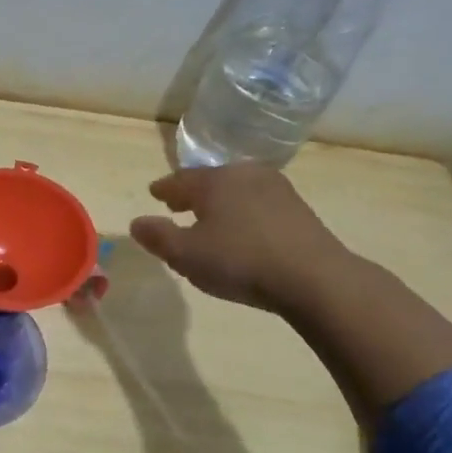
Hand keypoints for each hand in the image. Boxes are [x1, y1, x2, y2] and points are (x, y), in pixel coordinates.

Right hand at [129, 164, 355, 313]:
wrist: (315, 278)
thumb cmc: (240, 261)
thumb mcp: (186, 255)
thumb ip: (158, 237)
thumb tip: (137, 223)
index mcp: (214, 181)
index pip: (179, 180)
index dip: (164, 189)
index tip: (154, 194)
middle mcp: (244, 175)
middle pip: (210, 180)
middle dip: (192, 193)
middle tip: (178, 205)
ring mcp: (276, 189)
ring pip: (236, 190)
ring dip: (219, 203)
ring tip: (210, 219)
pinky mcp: (298, 209)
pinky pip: (258, 203)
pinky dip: (242, 212)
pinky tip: (242, 230)